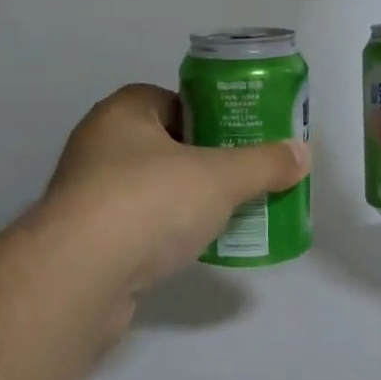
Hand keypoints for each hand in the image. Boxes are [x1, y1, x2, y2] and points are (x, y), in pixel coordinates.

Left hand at [40, 84, 309, 298]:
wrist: (78, 278)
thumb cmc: (149, 202)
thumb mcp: (220, 177)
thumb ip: (263, 164)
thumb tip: (302, 154)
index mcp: (124, 111)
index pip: (176, 101)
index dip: (212, 117)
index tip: (242, 140)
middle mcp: (99, 144)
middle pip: (166, 145)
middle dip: (204, 162)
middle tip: (242, 178)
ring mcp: (87, 194)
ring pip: (151, 187)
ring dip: (184, 200)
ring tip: (225, 214)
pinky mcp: (84, 240)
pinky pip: (136, 225)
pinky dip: (162, 232)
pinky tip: (190, 247)